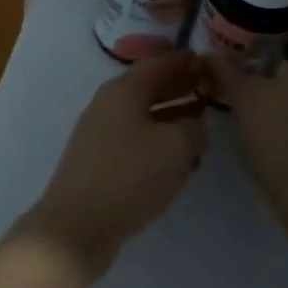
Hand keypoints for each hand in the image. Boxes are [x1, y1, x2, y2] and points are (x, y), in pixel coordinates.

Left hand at [21, 51, 207, 279]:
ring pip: (143, 115)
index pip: (160, 63)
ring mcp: (99, 132)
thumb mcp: (175, 147)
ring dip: (171, 117)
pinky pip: (134, 138)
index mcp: (124, 89)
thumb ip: (193, 127)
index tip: (210, 64)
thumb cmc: (130, 176)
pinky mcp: (97, 160)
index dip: (186, 62)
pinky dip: (157, 140)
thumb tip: (194, 121)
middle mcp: (108, 103)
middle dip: (179, 88)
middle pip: (149, 87)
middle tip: (209, 92)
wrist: (77, 226)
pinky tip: (176, 159)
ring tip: (200, 127)